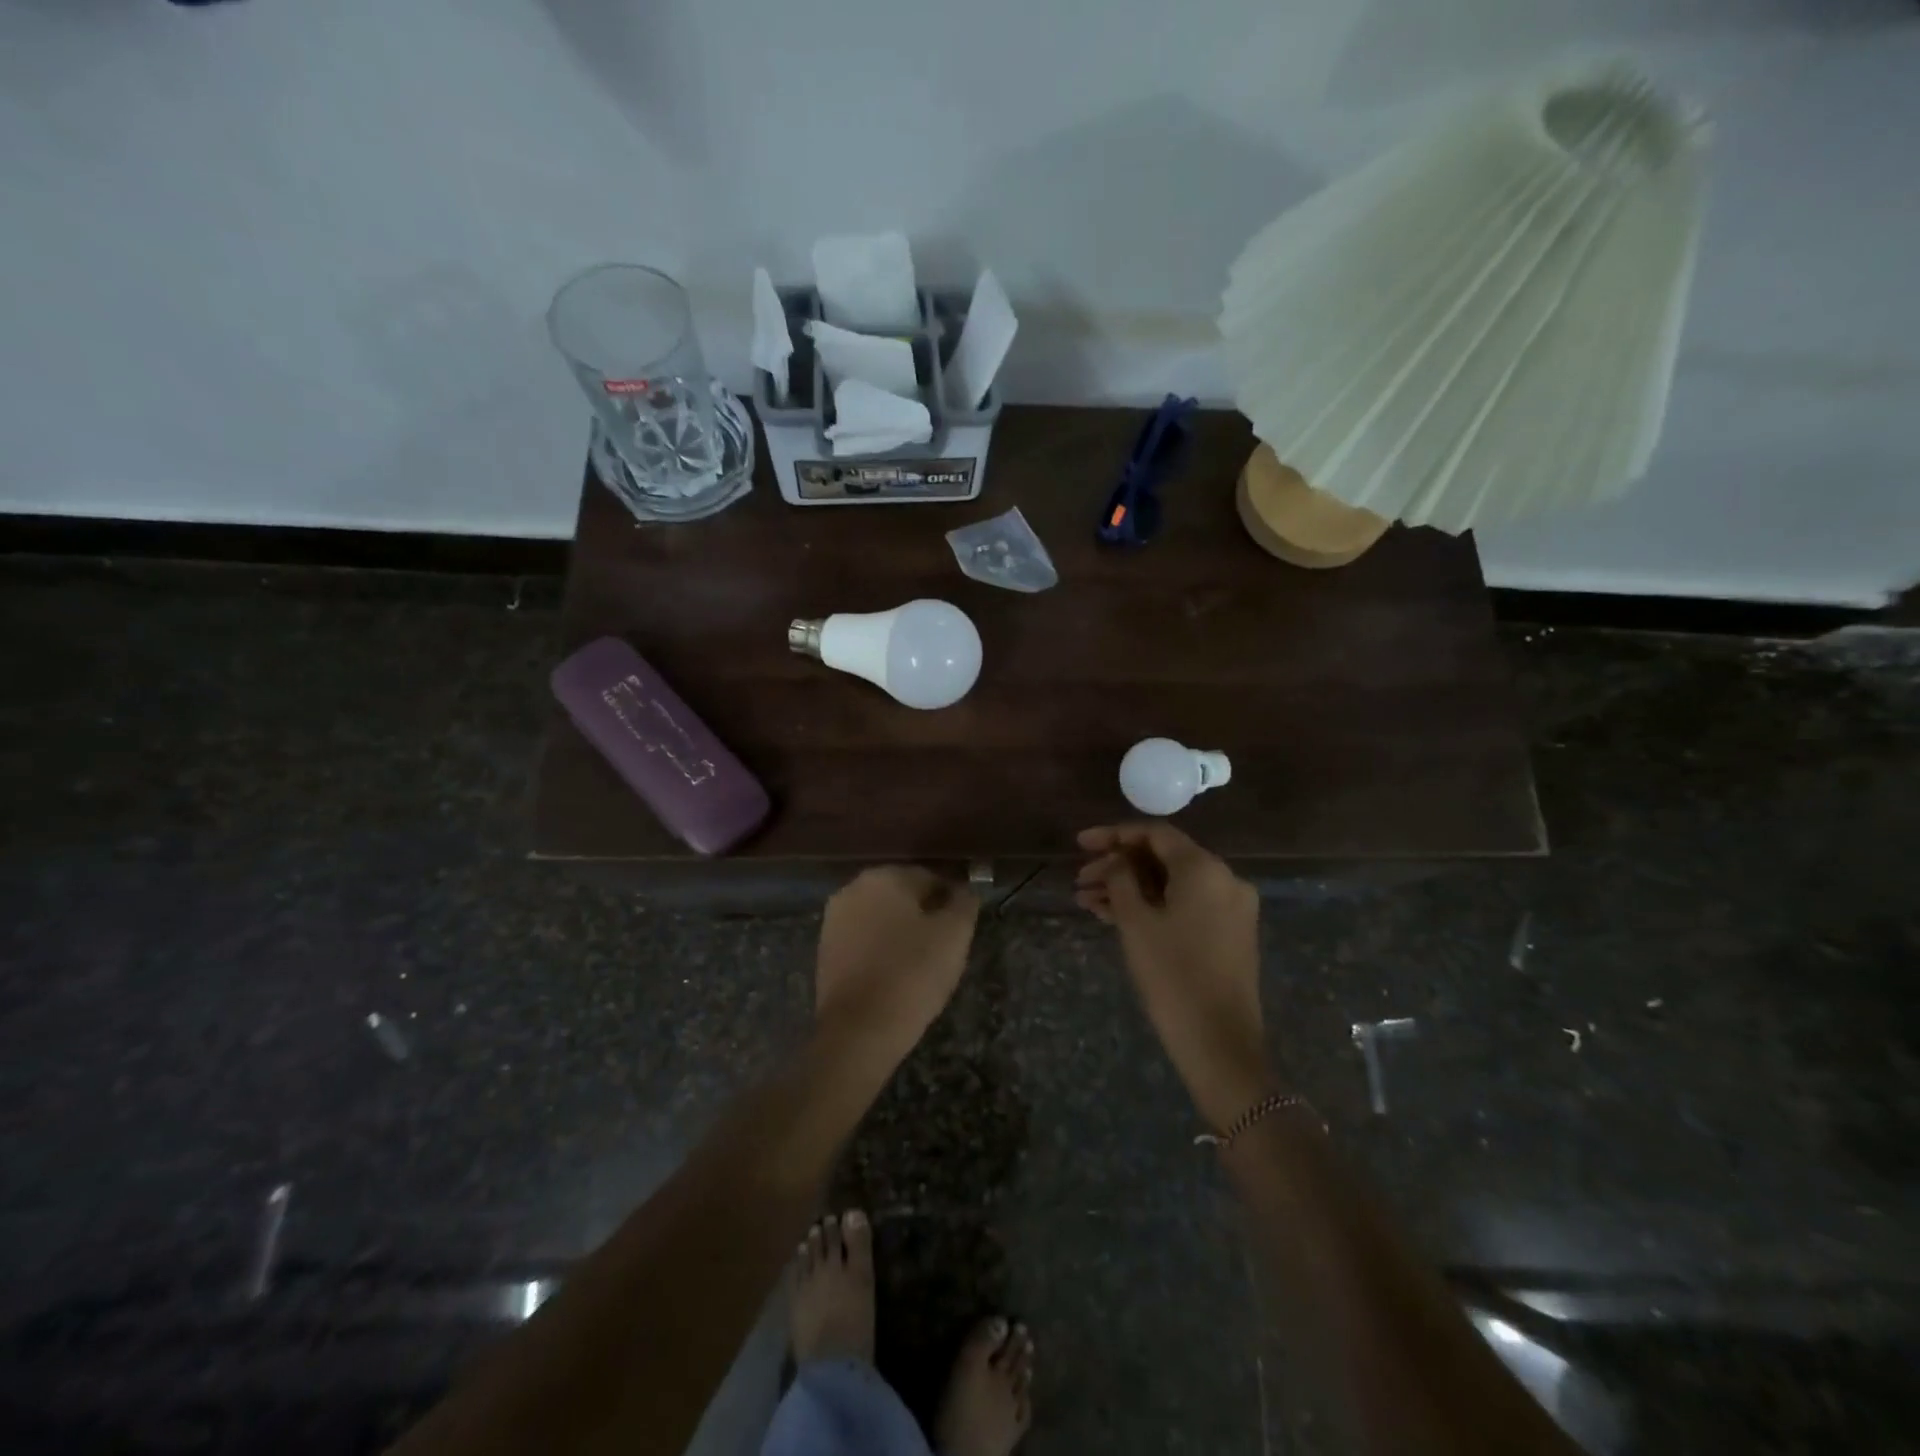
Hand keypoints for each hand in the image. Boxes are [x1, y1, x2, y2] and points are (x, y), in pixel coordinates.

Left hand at [815, 866, 979, 1063]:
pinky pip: (863, 940)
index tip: (963, 928)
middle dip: (924, 914)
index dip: (952, 901)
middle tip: (945, 948)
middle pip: (902, 895)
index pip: (931, 877)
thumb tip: (965, 890)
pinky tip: (895, 975)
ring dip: (901, 932)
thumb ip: (964, 902)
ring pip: (881, 917)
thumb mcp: (954, 935)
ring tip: (921, 965)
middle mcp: (854, 888)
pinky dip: (880, 950)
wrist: (858, 1030)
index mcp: (885, 876)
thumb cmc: (912, 974)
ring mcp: (834, 919)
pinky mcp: (825, 949)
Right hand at [1075, 824, 1270, 1129]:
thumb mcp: (1136, 922)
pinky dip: (1152, 906)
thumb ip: (1122, 879)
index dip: (1113, 834)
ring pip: (1171, 884)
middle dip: (1118, 866)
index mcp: (1204, 868)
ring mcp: (1230, 907)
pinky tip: (1113, 916)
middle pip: (1163, 858)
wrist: (1219, 1043)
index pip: (1155, 834)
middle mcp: (1224, 879)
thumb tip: (1118, 861)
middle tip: (1080, 880)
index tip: (1080, 843)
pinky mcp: (1228, 933)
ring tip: (1087, 901)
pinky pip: (1184, 905)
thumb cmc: (1172, 975)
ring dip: (1130, 888)